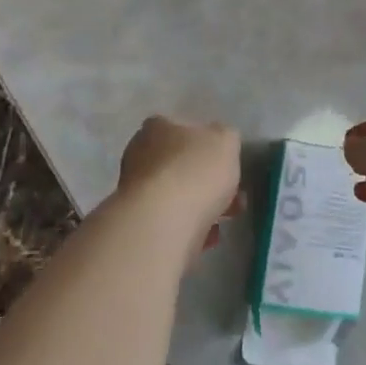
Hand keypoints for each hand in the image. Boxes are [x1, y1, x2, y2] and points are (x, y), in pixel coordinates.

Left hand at [116, 116, 240, 253]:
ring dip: (199, 206)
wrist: (162, 223)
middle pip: (178, 164)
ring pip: (175, 195)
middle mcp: (139, 154)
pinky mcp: (137, 223)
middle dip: (205, 179)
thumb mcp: (226, 141)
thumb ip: (225, 137)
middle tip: (231, 194)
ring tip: (224, 220)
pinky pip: (170, 222)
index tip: (224, 161)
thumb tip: (219, 142)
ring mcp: (134, 191)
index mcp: (157, 127)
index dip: (205, 143)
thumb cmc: (196, 171)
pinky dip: (189, 228)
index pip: (180, 127)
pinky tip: (208, 237)